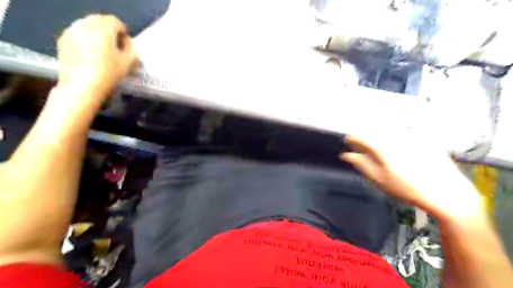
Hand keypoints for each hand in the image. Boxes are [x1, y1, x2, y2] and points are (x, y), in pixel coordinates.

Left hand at [57, 14, 137, 98]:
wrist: (82, 86)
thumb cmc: (109, 74)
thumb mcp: (129, 64)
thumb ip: (132, 50)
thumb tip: (128, 44)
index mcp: (103, 29)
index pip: (116, 22)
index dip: (124, 33)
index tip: (127, 47)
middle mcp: (85, 25)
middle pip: (100, 21)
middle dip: (110, 31)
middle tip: (116, 47)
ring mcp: (71, 32)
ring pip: (87, 26)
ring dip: (97, 35)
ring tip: (103, 51)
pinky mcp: (63, 40)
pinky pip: (78, 34)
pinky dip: (86, 39)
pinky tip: (90, 55)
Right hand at [339, 135, 485, 222]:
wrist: (447, 193)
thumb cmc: (408, 189)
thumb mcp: (380, 180)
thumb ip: (362, 165)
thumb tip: (347, 155)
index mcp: (383, 148)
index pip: (362, 137)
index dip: (352, 138)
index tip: (348, 141)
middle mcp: (396, 138)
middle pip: (375, 130)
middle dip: (366, 136)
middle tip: (362, 145)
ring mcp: (412, 137)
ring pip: (389, 130)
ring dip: (380, 135)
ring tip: (378, 145)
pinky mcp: (424, 138)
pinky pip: (403, 132)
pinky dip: (395, 136)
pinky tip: (398, 148)